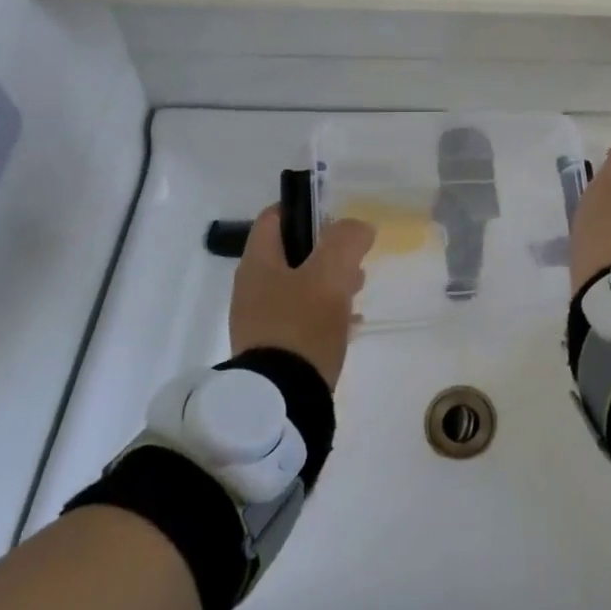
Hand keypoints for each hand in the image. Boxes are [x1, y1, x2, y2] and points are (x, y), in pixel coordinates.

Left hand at [230, 207, 375, 388]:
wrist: (283, 400)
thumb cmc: (303, 325)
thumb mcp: (330, 273)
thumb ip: (346, 240)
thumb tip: (358, 227)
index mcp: (258, 263)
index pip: (274, 217)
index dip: (305, 208)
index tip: (337, 216)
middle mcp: (252, 288)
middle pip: (291, 253)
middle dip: (326, 251)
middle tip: (356, 260)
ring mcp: (260, 321)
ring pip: (299, 286)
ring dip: (329, 282)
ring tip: (357, 291)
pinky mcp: (273, 349)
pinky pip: (302, 319)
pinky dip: (326, 314)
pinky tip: (351, 325)